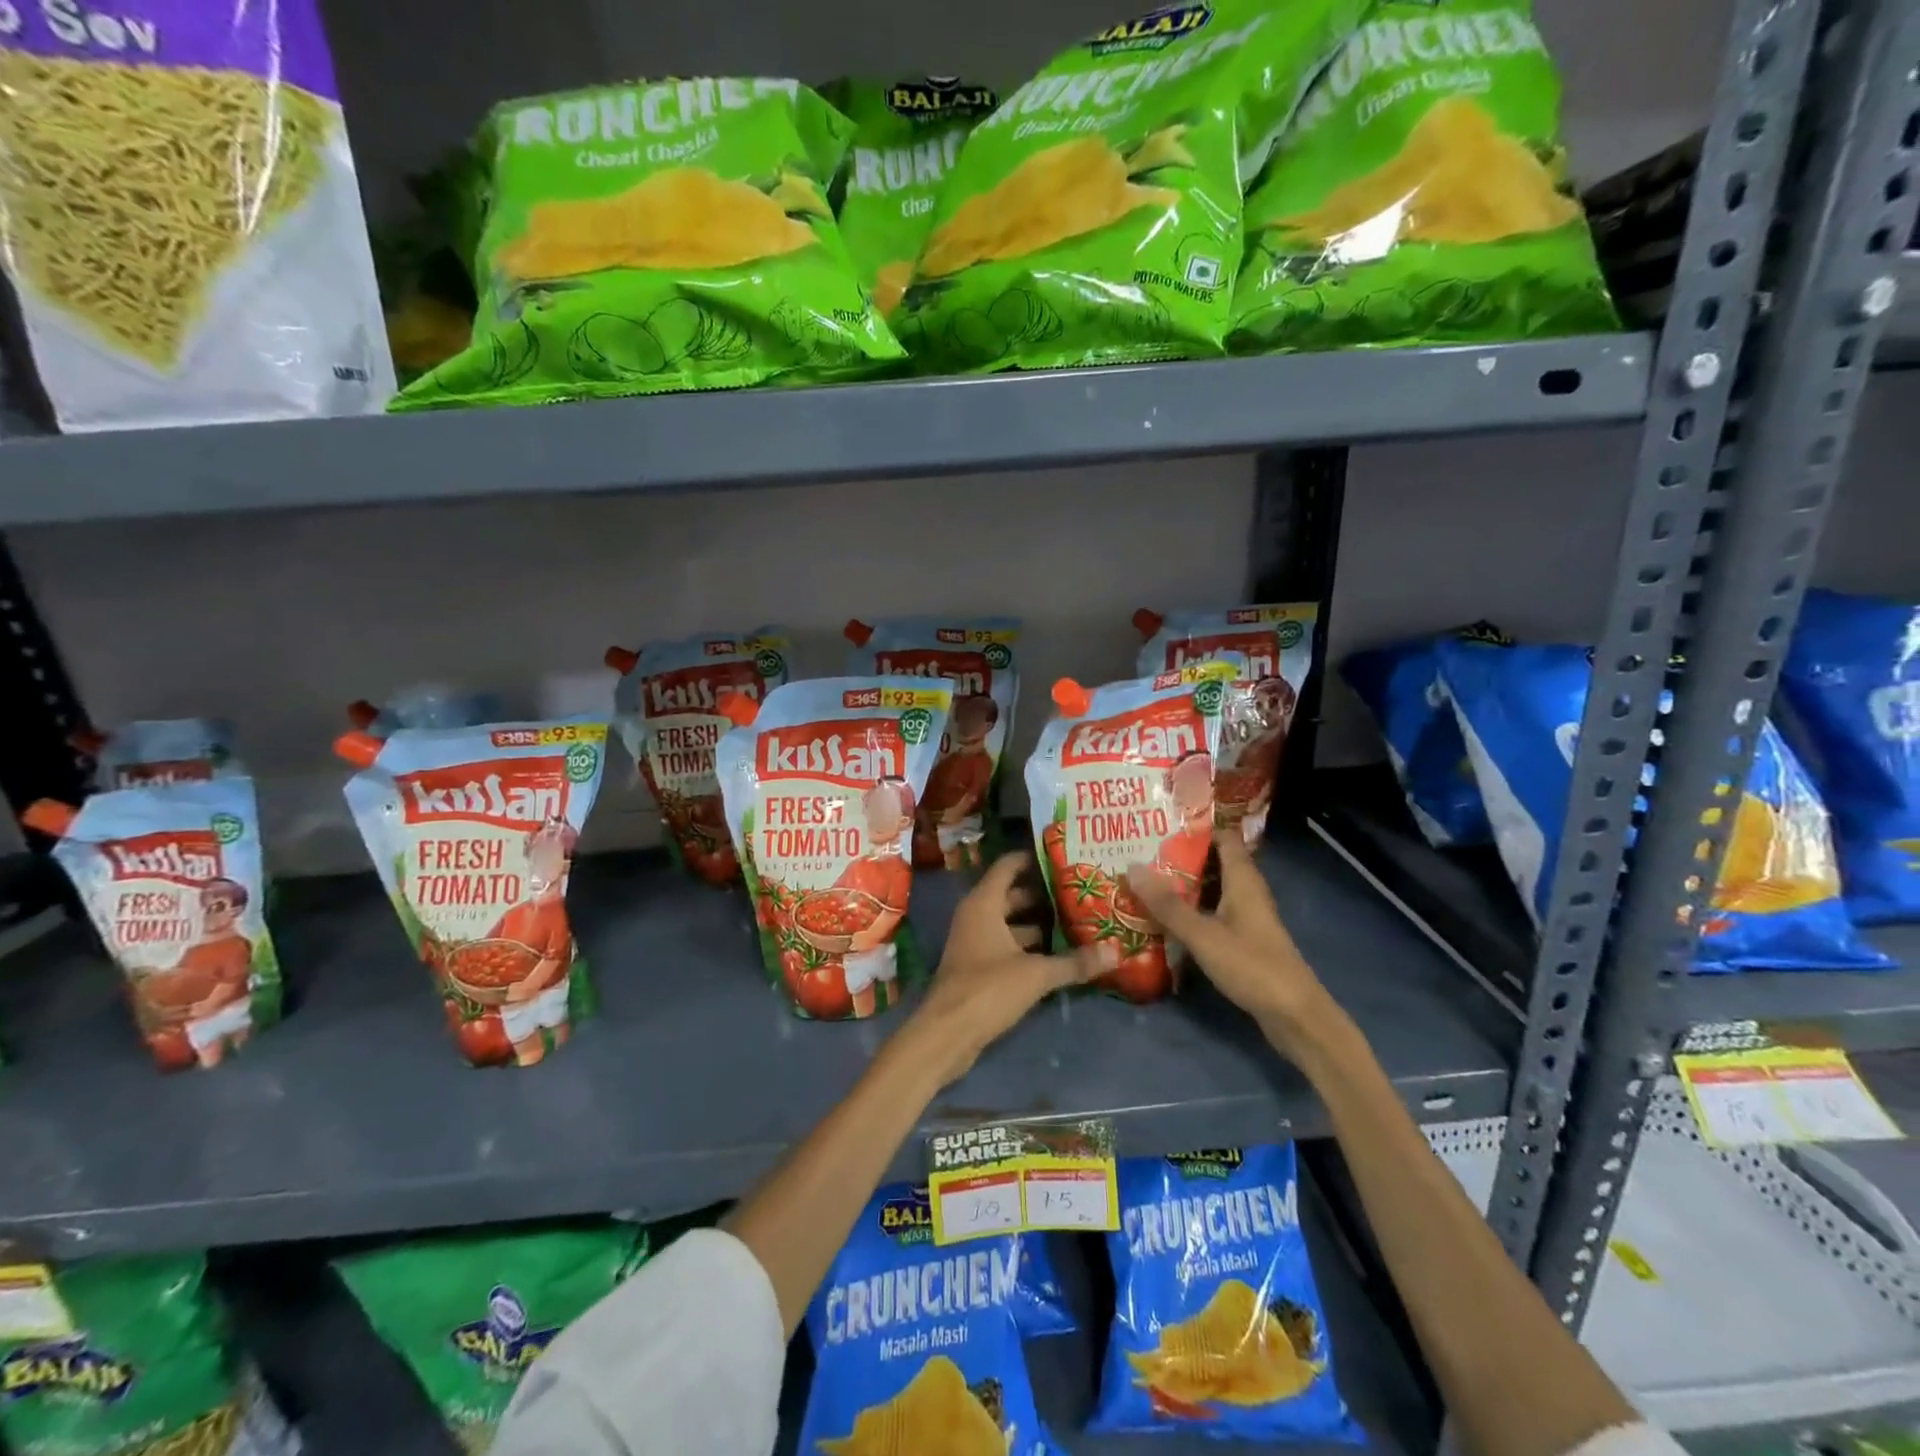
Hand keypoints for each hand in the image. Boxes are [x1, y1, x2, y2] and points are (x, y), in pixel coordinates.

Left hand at [904, 852, 1109, 1086]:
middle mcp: (976, 915)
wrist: (947, 1033)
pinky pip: (1007, 945)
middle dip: (1045, 894)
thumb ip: (1074, 962)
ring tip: (1078, 922)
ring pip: (1011, 923)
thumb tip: (1115, 952)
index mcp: (984, 903)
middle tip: (1081, 892)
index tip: (1065, 858)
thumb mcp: (1036, 974)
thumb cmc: (988, 989)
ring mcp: (975, 941)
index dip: (1035, 859)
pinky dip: (1029, 946)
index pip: (1009, 865)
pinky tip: (1058, 955)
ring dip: (1039, 923)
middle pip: (1013, 895)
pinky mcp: (978, 967)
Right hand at [1126, 832, 1337, 1054]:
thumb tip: (1131, 867)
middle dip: (1179, 855)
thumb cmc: (1252, 966)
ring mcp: (1246, 917)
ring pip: (1210, 888)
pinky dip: (1189, 909)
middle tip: (1139, 850)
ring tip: (1142, 878)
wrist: (1295, 1016)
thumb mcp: (1203, 934)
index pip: (1222, 837)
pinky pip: (1211, 912)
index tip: (1159, 822)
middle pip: (1213, 861)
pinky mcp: (1243, 940)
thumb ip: (1167, 904)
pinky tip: (1163, 916)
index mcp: (1243, 880)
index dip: (1194, 827)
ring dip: (1181, 884)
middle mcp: (1246, 891)